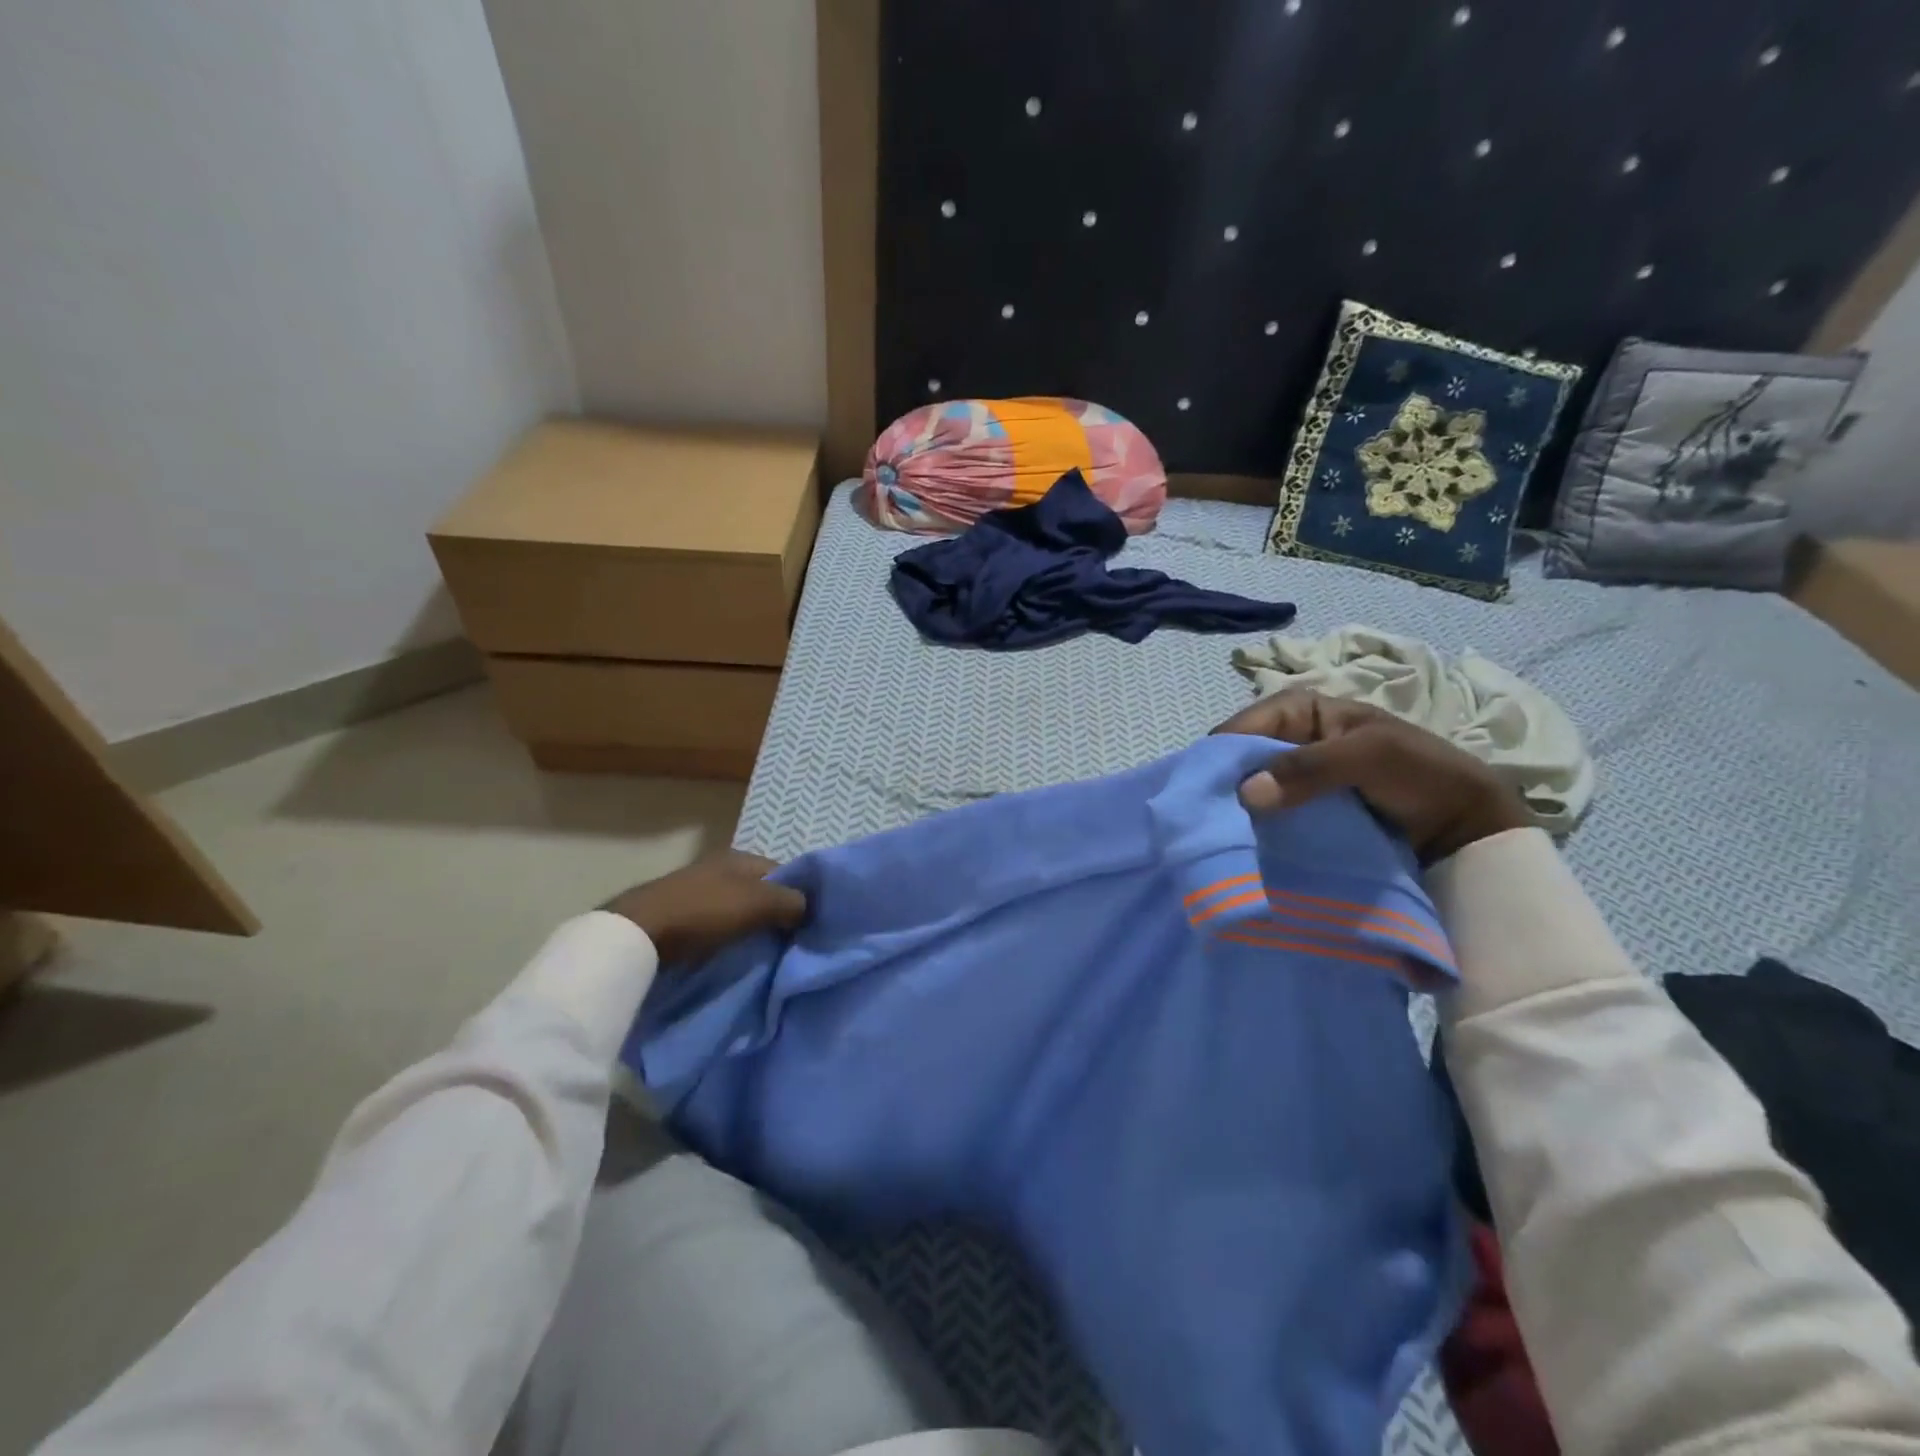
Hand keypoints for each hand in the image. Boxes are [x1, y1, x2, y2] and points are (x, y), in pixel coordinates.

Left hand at [602, 851, 806, 963]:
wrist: (637, 934)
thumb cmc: (703, 911)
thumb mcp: (757, 903)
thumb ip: (790, 902)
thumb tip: (808, 909)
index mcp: (739, 857)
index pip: (783, 873)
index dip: (798, 895)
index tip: (807, 924)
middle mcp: (719, 868)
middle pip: (760, 892)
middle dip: (774, 914)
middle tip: (789, 942)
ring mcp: (696, 891)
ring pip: (738, 910)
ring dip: (750, 928)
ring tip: (764, 953)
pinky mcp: (678, 915)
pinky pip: (716, 925)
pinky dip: (727, 938)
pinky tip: (733, 954)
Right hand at [1212, 689, 1531, 863]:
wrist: (1465, 825)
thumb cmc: (1420, 773)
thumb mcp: (1369, 756)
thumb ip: (1309, 768)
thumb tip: (1245, 793)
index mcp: (1302, 710)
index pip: (1245, 725)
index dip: (1223, 753)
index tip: (1204, 789)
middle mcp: (1291, 739)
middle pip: (1241, 757)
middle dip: (1226, 784)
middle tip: (1208, 817)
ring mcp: (1295, 777)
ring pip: (1250, 787)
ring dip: (1238, 809)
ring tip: (1221, 834)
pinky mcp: (1301, 809)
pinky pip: (1268, 812)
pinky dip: (1256, 825)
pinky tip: (1244, 841)